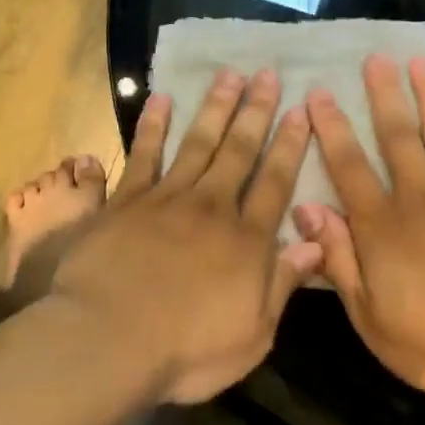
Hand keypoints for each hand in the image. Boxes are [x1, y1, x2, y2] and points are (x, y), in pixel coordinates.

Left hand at [53, 68, 323, 403]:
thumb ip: (282, 285)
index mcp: (246, 241)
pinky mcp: (125, 202)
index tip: (300, 111)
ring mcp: (166, 200)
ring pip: (197, 143)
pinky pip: (143, 155)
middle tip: (268, 74)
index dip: (290, 146)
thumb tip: (316, 244)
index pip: (275, 183)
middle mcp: (211, 208)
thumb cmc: (186, 350)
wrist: (108, 340)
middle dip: (256, 112)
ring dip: (214, 108)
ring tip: (229, 75)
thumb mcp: (252, 334)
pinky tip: (161, 99)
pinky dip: (152, 125)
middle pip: (239, 152)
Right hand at [295, 56, 424, 408]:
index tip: (318, 94)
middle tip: (374, 58)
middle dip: (383, 96)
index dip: (331, 129)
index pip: (348, 166)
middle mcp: (420, 198)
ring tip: (421, 62)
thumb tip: (306, 209)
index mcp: (381, 227)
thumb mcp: (369, 316)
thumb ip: (338, 260)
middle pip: (396, 137)